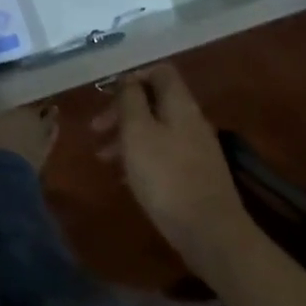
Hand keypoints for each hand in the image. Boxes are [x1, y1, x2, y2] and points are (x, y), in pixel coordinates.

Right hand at [94, 65, 248, 265]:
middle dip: (122, 111)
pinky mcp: (195, 176)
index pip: (160, 71)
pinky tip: (124, 177)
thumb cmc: (166, 176)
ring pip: (156, 130)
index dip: (133, 76)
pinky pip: (163, 155)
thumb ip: (130, 100)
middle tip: (95, 129)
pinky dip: (141, 158)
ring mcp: (196, 149)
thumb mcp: (137, 132)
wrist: (210, 233)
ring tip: (103, 158)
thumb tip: (127, 79)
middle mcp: (191, 121)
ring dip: (127, 137)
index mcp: (179, 105)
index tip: (107, 94)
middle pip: (154, 102)